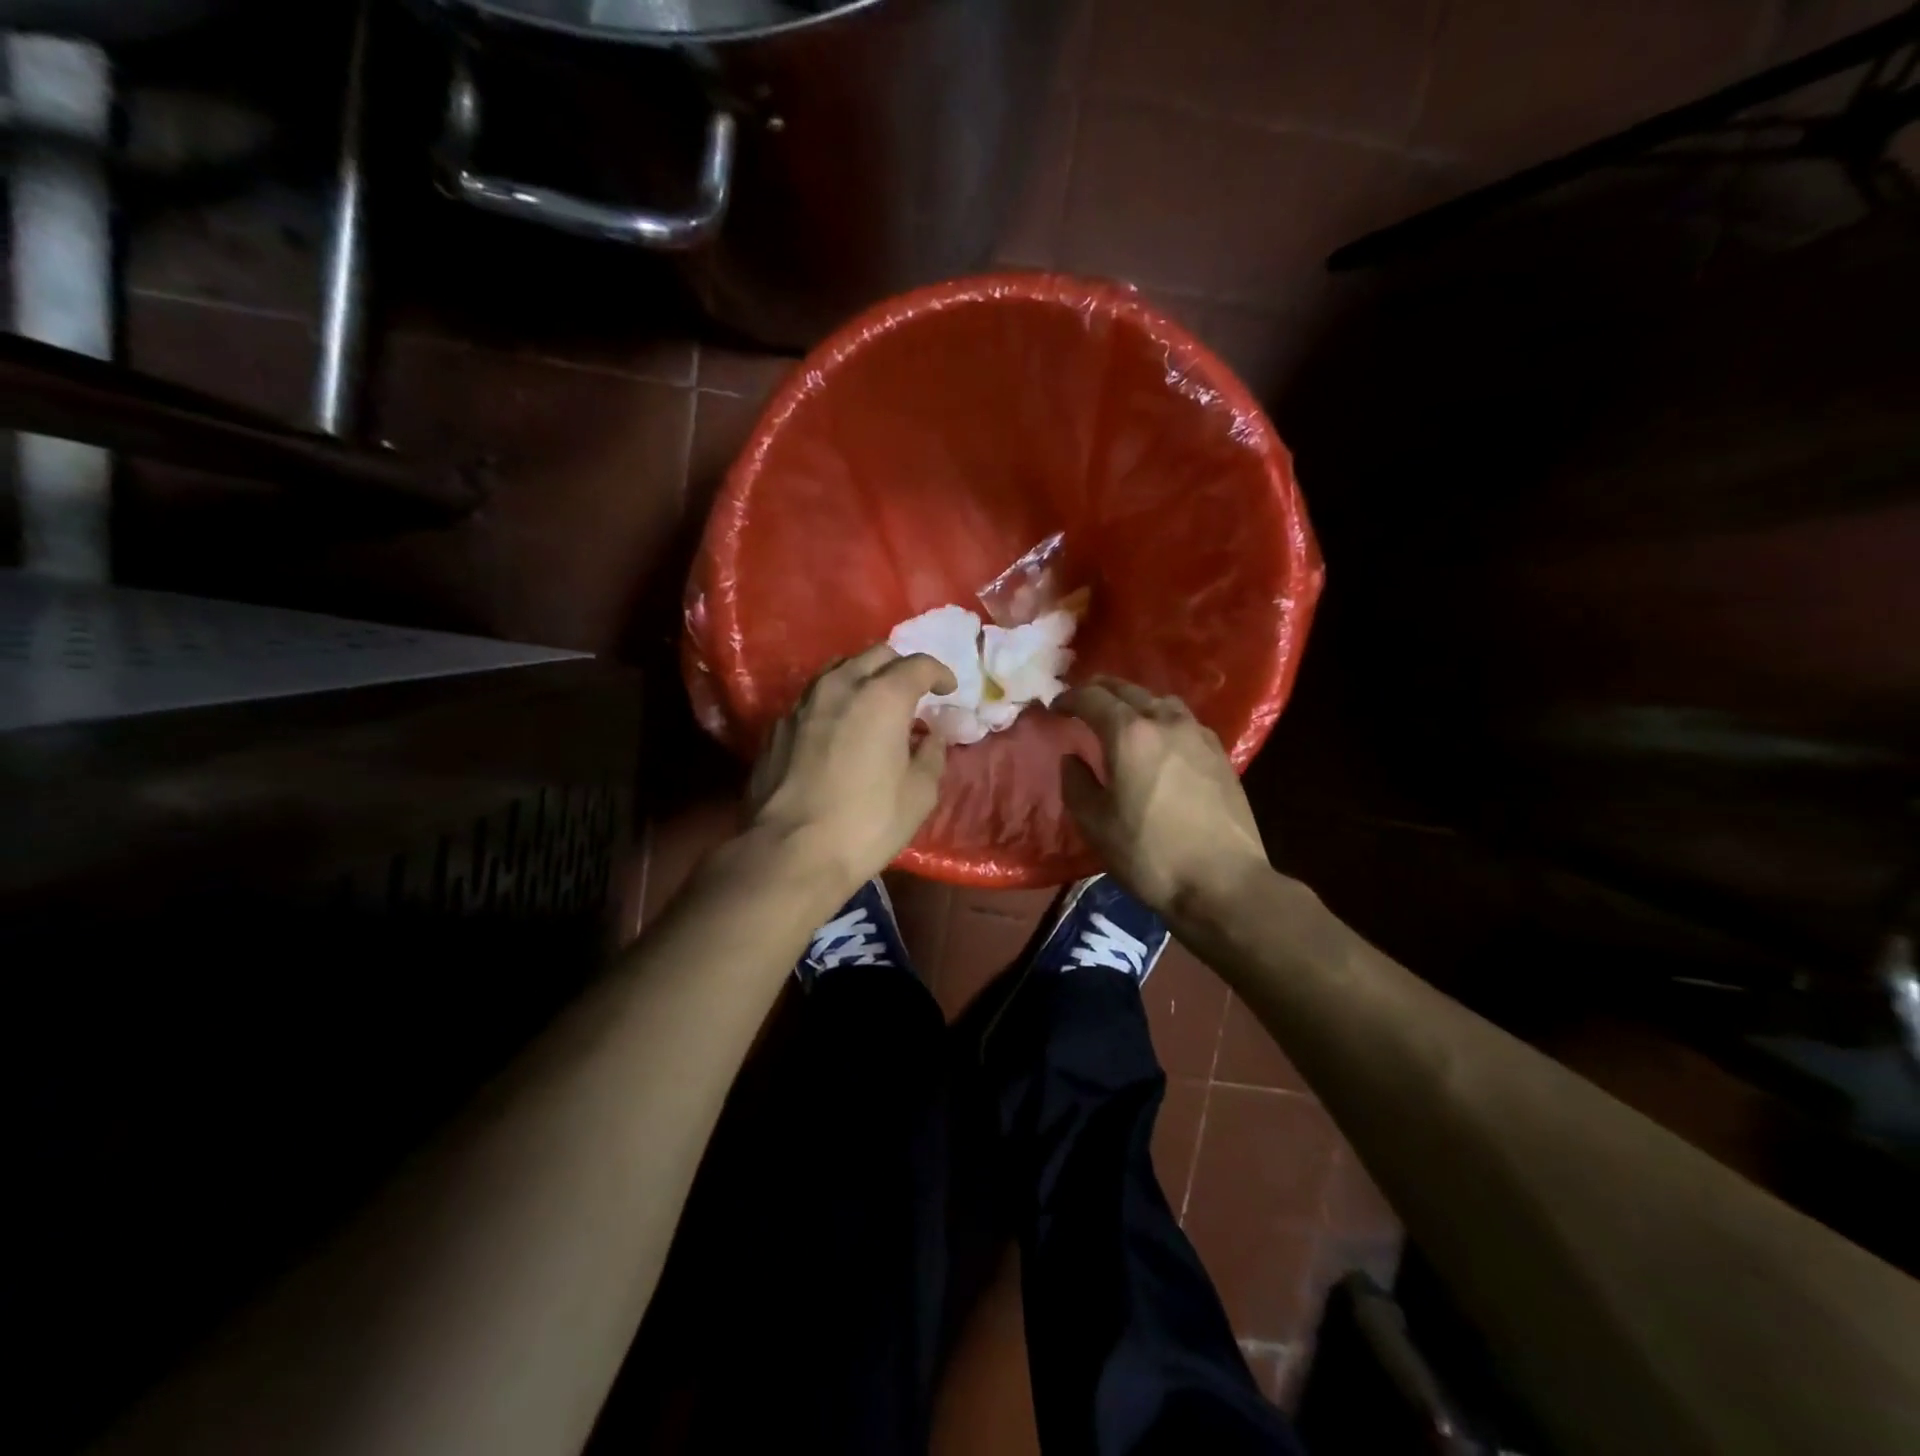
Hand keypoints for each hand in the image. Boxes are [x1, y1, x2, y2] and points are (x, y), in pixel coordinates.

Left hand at [748, 645, 956, 895]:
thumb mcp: (919, 793)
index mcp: (882, 696)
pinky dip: (835, 704)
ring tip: (874, 705)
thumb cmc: (867, 823)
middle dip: (900, 668)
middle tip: (913, 694)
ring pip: (839, 670)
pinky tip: (839, 730)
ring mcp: (803, 703)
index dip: (939, 674)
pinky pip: (814, 699)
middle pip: (876, 655)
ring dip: (863, 678)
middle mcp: (840, 686)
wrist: (791, 852)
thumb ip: (931, 753)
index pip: (918, 665)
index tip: (948, 691)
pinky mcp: (778, 726)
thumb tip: (931, 735)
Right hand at [1057, 677, 1268, 913]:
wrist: (1223, 882)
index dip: (1070, 699)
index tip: (1055, 707)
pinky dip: (1162, 719)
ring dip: (1136, 701)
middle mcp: (1165, 722)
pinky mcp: (1220, 755)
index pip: (1093, 698)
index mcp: (1129, 734)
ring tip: (1123, 716)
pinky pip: (1184, 721)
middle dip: (1101, 690)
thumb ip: (1076, 783)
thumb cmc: (1149, 854)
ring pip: (1161, 701)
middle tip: (1083, 700)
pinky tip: (1160, 740)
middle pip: (1129, 691)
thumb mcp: (1095, 824)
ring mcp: (1198, 736)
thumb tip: (1073, 759)